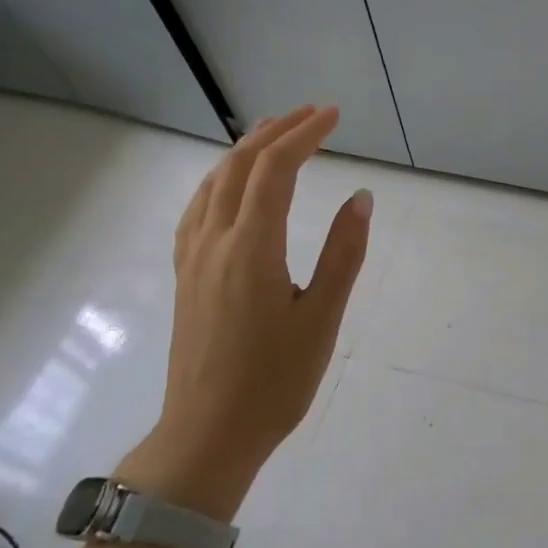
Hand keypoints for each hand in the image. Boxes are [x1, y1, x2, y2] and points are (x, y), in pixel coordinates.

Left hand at [133, 105, 371, 518]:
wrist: (209, 432)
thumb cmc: (275, 381)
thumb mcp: (322, 318)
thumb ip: (342, 253)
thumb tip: (361, 198)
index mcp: (251, 249)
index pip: (274, 171)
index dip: (304, 135)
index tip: (333, 115)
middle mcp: (214, 242)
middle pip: (238, 167)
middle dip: (275, 132)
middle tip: (311, 115)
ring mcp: (192, 258)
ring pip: (212, 184)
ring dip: (244, 152)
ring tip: (274, 136)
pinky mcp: (185, 276)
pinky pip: (199, 209)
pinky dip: (221, 180)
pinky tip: (232, 188)